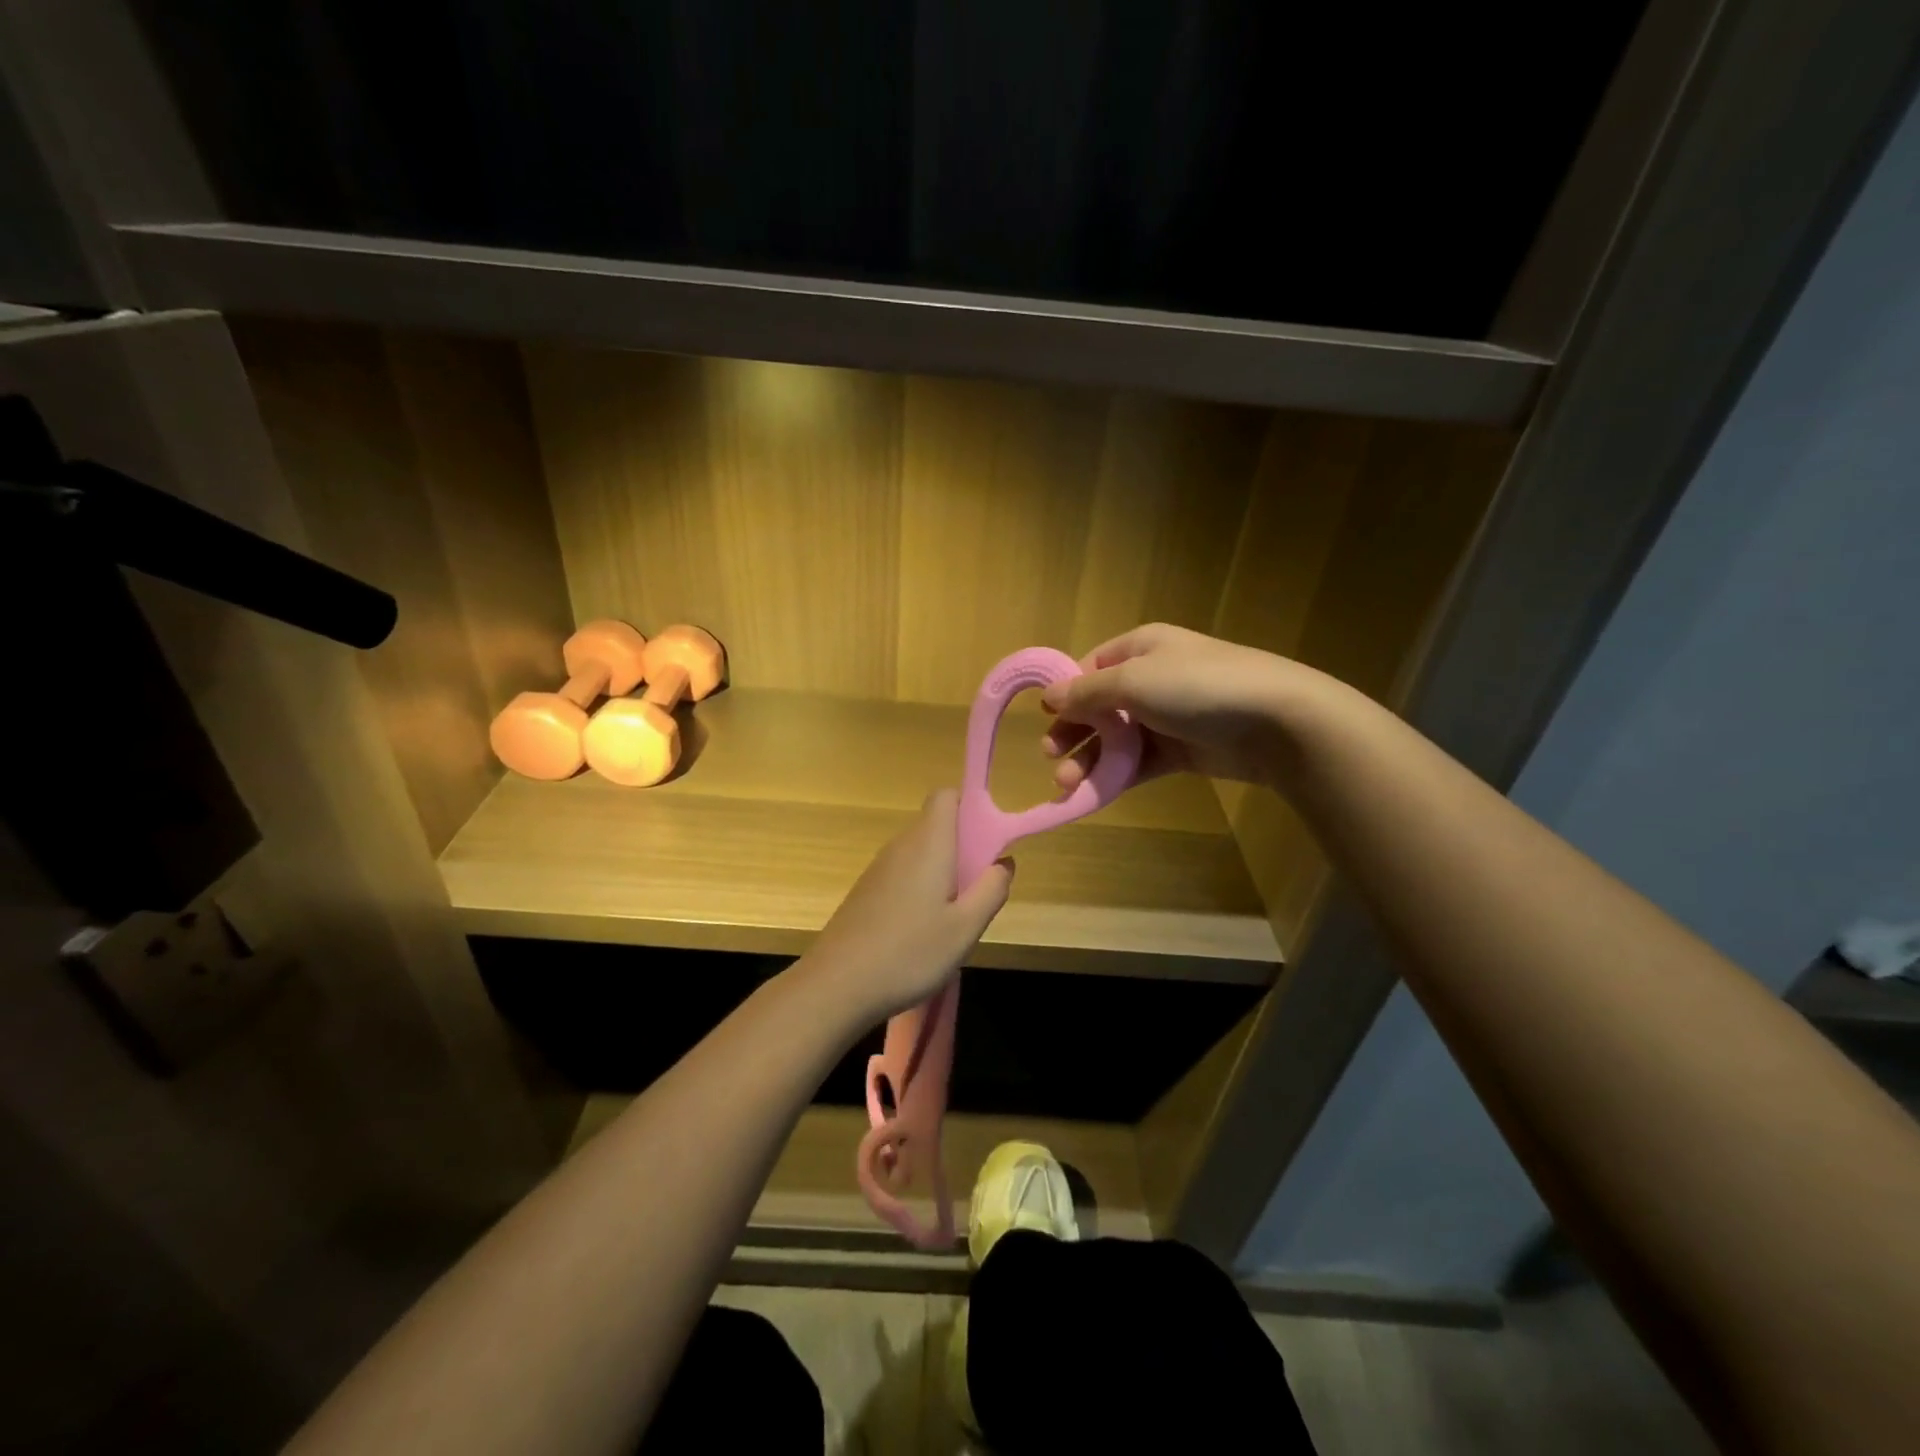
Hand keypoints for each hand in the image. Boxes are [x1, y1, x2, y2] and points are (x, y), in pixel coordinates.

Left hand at [802, 790, 1012, 1022]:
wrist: (837, 985)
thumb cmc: (909, 953)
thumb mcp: (965, 928)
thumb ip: (991, 889)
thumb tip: (1004, 861)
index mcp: (928, 844)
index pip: (946, 796)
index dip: (971, 806)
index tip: (988, 840)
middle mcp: (901, 846)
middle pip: (936, 826)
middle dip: (964, 847)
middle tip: (978, 889)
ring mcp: (879, 869)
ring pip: (920, 853)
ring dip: (943, 871)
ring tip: (954, 917)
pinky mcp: (866, 891)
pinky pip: (903, 874)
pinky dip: (920, 888)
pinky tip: (922, 931)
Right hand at [1042, 623, 1293, 791]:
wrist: (1276, 722)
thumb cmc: (1197, 687)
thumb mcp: (1133, 681)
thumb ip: (1087, 692)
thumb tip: (1049, 696)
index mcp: (1140, 648)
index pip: (1090, 667)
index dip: (1066, 692)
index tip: (1045, 718)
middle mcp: (1151, 678)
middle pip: (1099, 706)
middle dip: (1073, 732)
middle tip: (1051, 757)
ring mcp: (1168, 716)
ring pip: (1116, 739)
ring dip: (1089, 760)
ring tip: (1067, 784)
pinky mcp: (1182, 750)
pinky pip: (1139, 762)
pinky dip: (1115, 776)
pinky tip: (1093, 793)